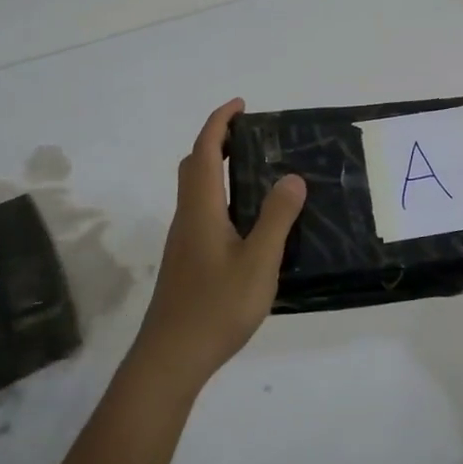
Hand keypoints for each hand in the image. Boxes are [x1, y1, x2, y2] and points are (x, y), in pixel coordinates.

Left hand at [133, 98, 306, 394]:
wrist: (171, 358)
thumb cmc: (216, 307)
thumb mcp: (258, 262)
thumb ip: (276, 219)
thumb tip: (291, 177)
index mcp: (201, 209)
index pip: (204, 151)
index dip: (219, 122)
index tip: (241, 105)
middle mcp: (188, 218)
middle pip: (193, 166)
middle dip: (216, 141)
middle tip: (249, 136)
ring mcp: (184, 241)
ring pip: (196, 191)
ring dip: (216, 169)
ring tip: (256, 172)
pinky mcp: (187, 261)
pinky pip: (202, 212)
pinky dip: (220, 197)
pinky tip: (247, 221)